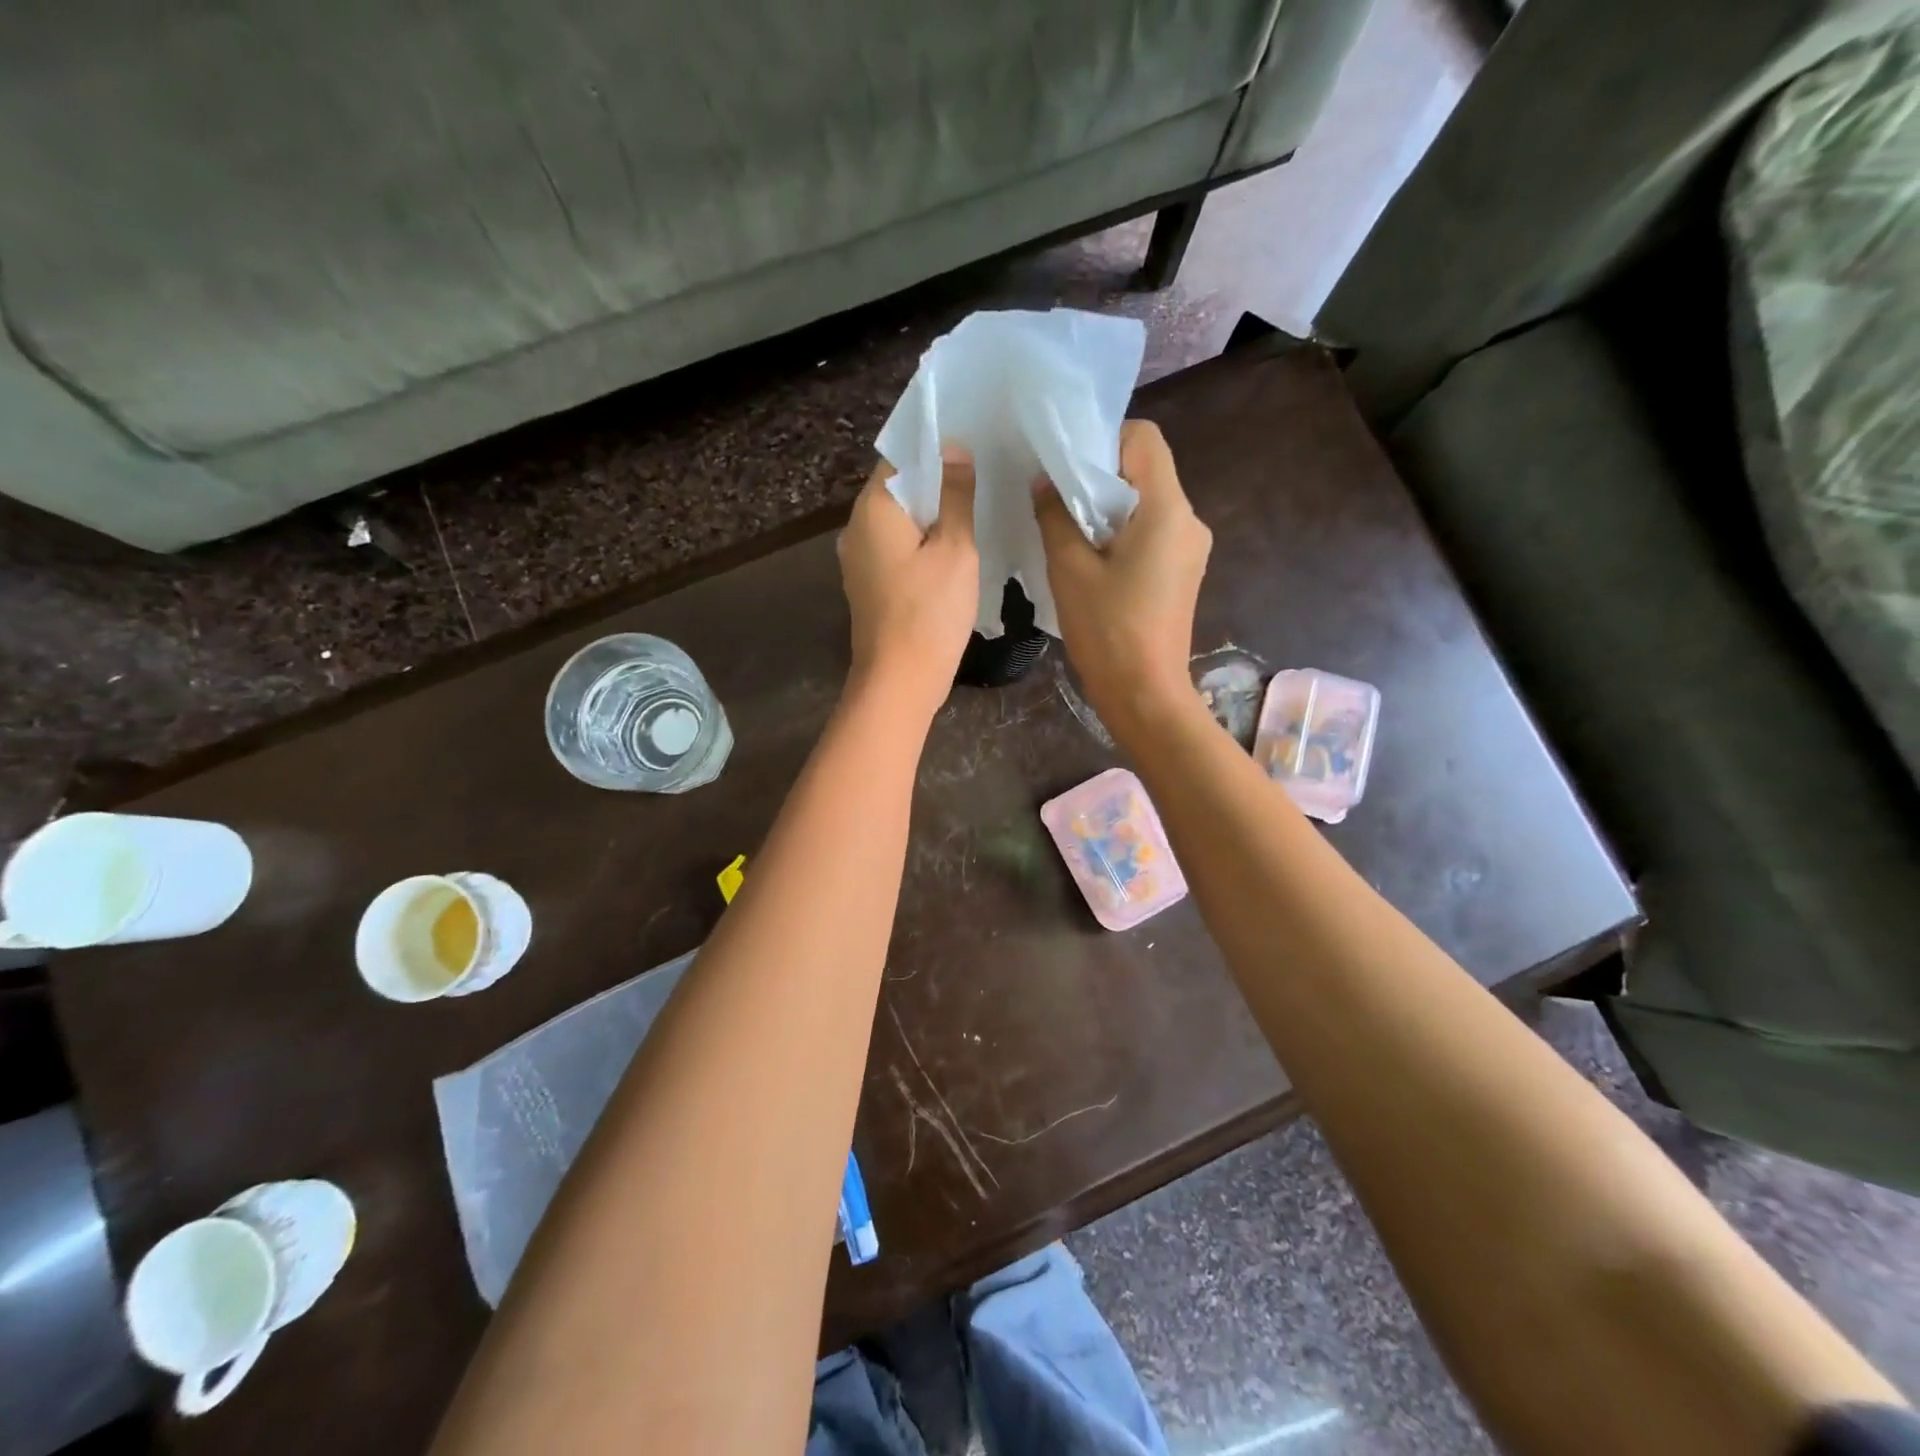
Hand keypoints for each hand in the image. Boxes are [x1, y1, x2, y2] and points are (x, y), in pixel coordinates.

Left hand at [837, 449, 978, 718]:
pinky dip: (922, 544)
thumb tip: (954, 449)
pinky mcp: (869, 586)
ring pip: (899, 522)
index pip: (900, 457)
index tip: (973, 447)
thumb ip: (956, 495)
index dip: (936, 449)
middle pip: (899, 490)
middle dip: (937, 483)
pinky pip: (897, 550)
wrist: (900, 681)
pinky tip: (952, 551)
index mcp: (873, 509)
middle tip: (982, 478)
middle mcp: (856, 529)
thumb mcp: (956, 549)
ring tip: (973, 511)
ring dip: (932, 516)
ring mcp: (859, 560)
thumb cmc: (930, 612)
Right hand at [1033, 419, 1211, 739]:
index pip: (1144, 439)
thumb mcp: (1069, 568)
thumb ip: (1055, 514)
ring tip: (1071, 535)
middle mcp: (1189, 520)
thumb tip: (1045, 481)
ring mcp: (1191, 549)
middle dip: (1101, 477)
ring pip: (1147, 504)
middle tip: (1058, 501)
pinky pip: (1152, 533)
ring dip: (1109, 509)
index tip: (1067, 466)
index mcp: (1167, 509)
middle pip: (1146, 472)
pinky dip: (1122, 534)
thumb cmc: (1107, 630)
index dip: (1104, 439)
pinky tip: (1094, 562)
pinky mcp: (1183, 572)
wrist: (1145, 694)